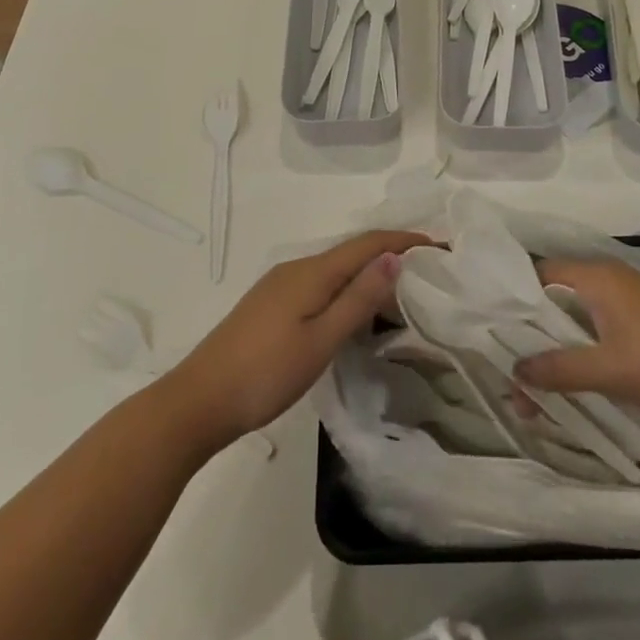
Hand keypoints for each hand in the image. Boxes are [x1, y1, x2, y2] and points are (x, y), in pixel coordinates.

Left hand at [161, 231, 434, 452]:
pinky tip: (356, 312)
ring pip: (336, 268)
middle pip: (353, 251)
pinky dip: (348, 288)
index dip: (404, 240)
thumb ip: (358, 299)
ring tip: (402, 293)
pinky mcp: (271, 305)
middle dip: (392, 254)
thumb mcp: (320, 340)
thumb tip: (394, 257)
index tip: (440, 246)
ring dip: (370, 272)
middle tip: (429, 272)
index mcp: (312, 272)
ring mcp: (280, 286)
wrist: (199, 400)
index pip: (368, 244)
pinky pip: (321, 283)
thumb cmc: (265, 373)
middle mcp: (297, 268)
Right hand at [512, 258, 639, 446]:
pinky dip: (579, 361)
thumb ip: (558, 369)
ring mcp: (630, 311)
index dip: (514, 296)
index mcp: (600, 278)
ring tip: (526, 391)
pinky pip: (598, 341)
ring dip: (554, 354)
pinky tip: (564, 392)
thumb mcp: (609, 369)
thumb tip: (514, 371)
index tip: (486, 324)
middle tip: (501, 366)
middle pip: (556, 301)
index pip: (542, 273)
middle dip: (530, 335)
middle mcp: (611, 285)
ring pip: (577, 326)